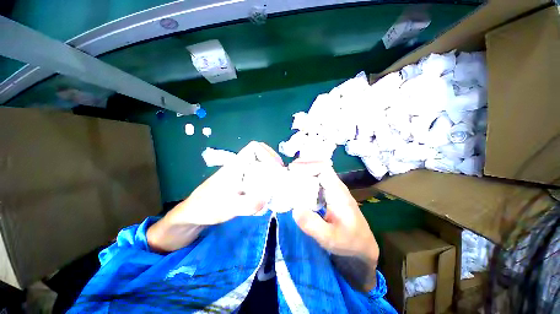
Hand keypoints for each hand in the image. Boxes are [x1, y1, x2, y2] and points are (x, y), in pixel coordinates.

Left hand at [147, 141, 282, 251]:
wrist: (194, 213)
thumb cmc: (208, 206)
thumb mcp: (228, 207)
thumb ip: (247, 204)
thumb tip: (267, 199)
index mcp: (237, 165)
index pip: (254, 147)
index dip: (268, 153)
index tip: (277, 167)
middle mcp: (240, 166)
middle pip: (261, 155)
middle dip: (273, 164)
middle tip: (281, 177)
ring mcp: (241, 174)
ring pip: (260, 166)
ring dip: (270, 173)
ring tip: (277, 185)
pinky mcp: (241, 182)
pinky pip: (257, 176)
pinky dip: (265, 182)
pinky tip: (267, 194)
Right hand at [288, 159, 378, 290]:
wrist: (363, 247)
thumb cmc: (349, 243)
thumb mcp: (330, 238)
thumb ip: (312, 225)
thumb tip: (294, 208)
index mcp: (338, 192)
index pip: (323, 168)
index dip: (307, 165)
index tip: (292, 170)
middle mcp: (336, 187)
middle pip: (320, 167)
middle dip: (303, 166)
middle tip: (287, 171)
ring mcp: (333, 190)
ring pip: (318, 173)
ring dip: (304, 172)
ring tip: (289, 176)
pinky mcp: (330, 195)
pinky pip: (317, 182)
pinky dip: (306, 180)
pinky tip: (297, 186)